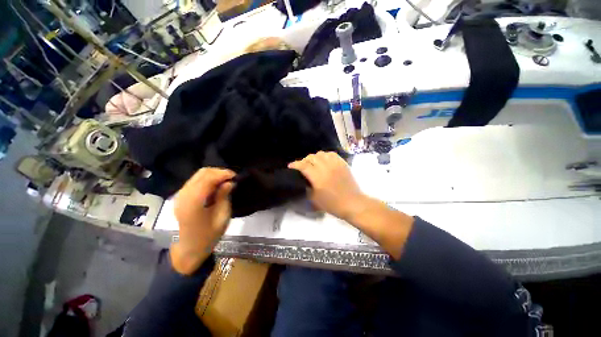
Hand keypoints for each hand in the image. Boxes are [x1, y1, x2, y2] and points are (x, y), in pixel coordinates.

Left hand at [170, 168, 234, 274]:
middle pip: (202, 173)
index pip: (208, 179)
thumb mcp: (222, 217)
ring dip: (213, 175)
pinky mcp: (181, 196)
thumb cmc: (209, 236)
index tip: (236, 176)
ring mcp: (180, 195)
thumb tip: (230, 182)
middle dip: (219, 172)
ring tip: (226, 181)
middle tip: (232, 178)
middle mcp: (184, 195)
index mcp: (194, 203)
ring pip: (198, 175)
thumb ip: (224, 197)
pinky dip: (207, 179)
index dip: (223, 174)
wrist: (189, 248)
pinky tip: (216, 186)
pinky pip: (195, 180)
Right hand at [289, 151, 367, 220]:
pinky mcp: (342, 163)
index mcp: (317, 177)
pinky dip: (325, 155)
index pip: (303, 166)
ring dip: (314, 157)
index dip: (295, 164)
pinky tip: (324, 161)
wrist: (352, 203)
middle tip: (302, 166)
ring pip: (321, 154)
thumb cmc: (332, 204)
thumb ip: (306, 188)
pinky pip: (331, 154)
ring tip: (314, 163)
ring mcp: (335, 164)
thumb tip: (303, 180)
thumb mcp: (315, 199)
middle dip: (304, 160)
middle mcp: (325, 167)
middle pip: (311, 157)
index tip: (291, 166)